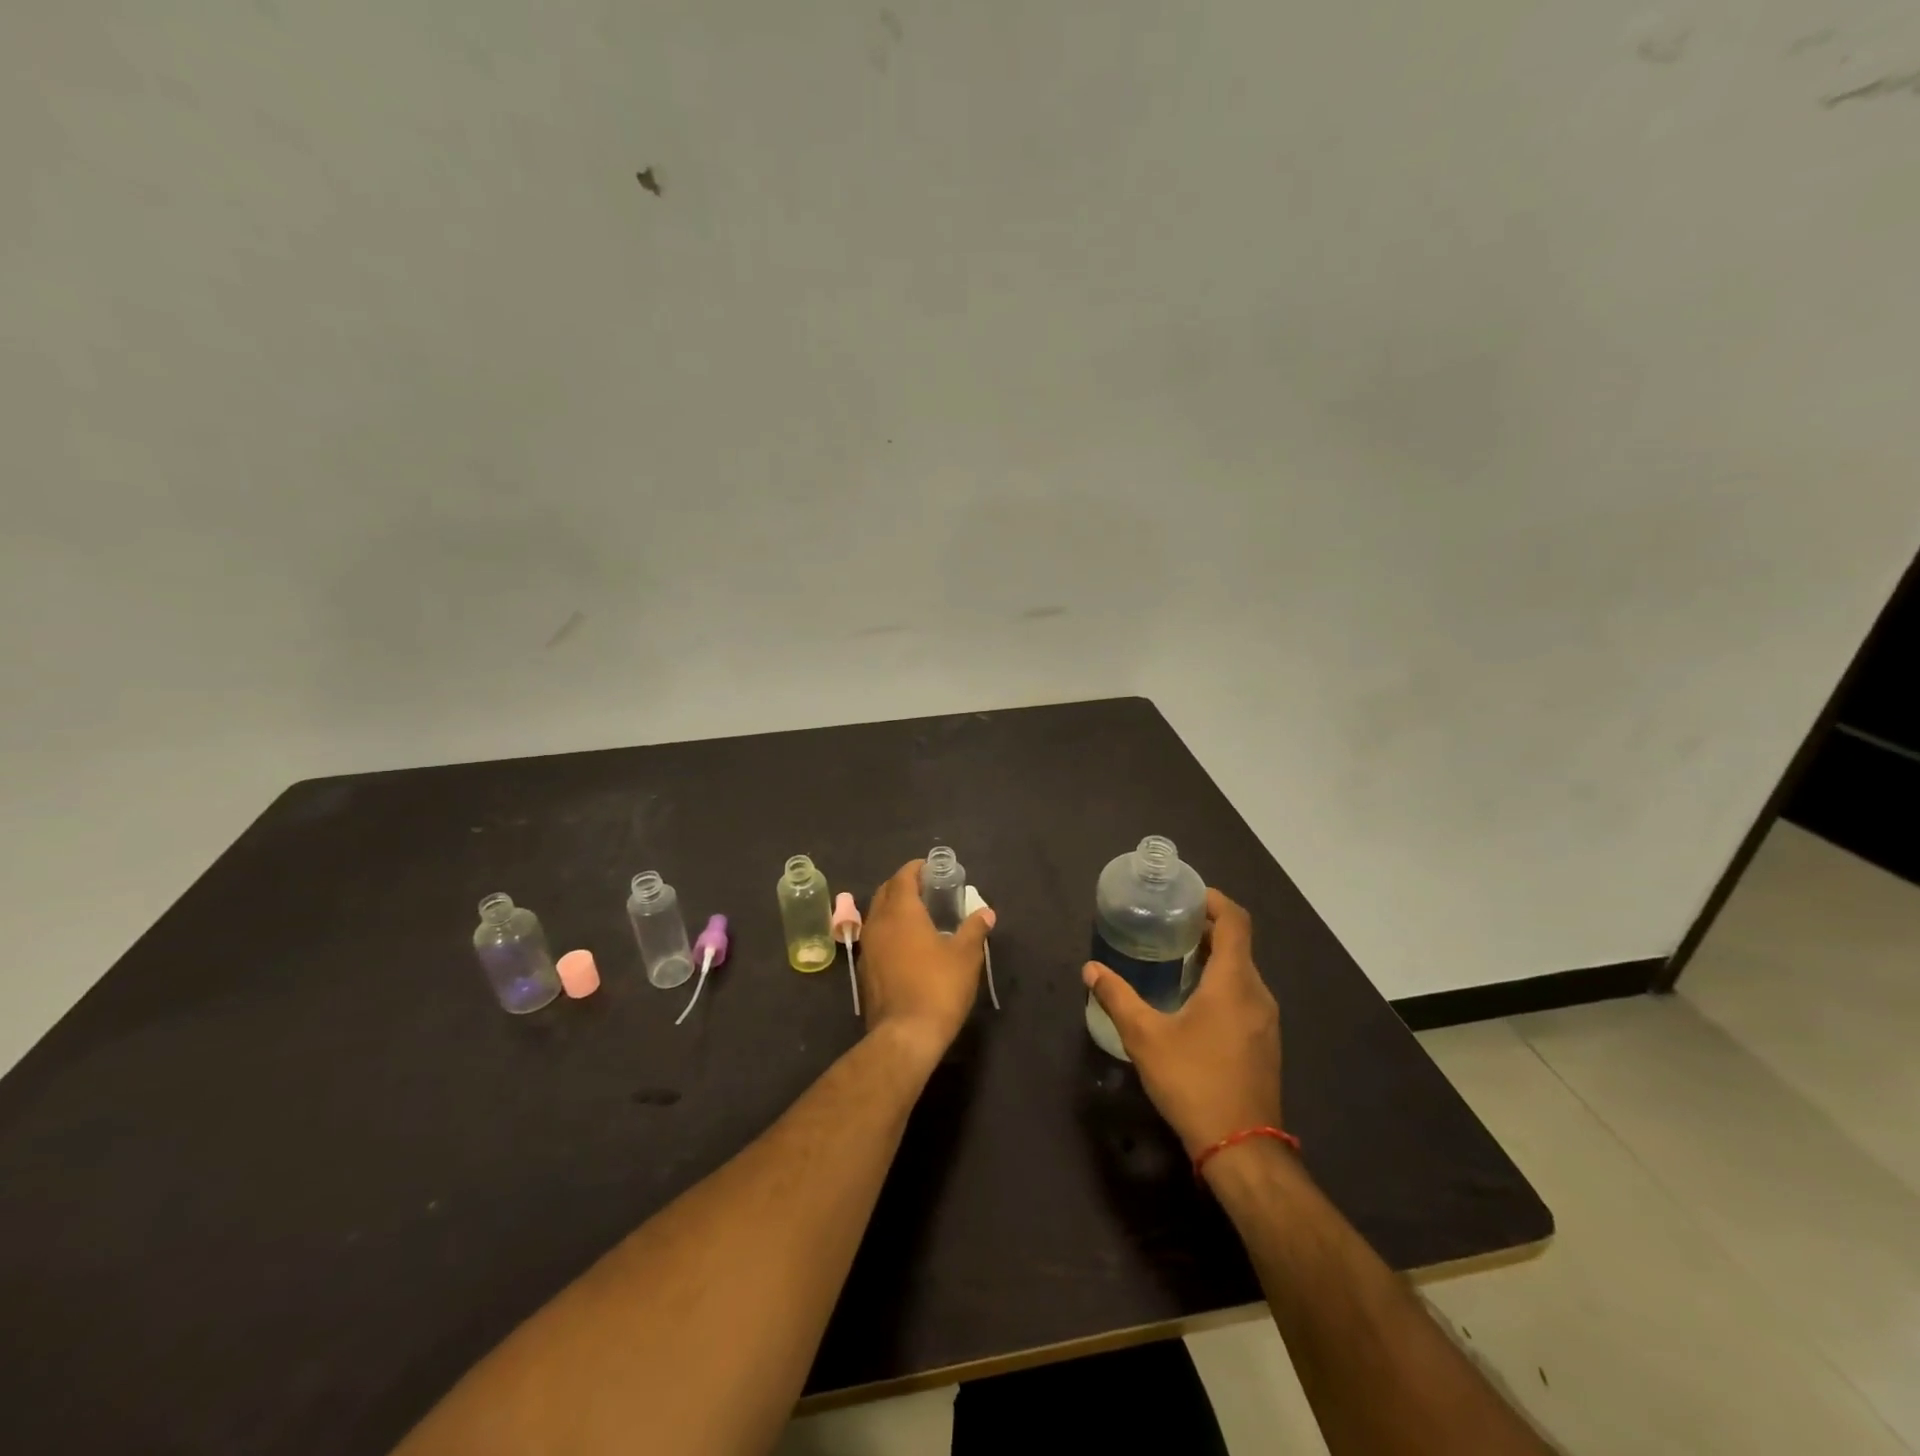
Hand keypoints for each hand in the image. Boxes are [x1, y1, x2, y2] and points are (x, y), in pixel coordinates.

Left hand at [859, 860, 993, 1064]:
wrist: (905, 1035)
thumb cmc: (938, 987)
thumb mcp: (966, 956)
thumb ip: (975, 929)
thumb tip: (986, 912)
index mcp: (901, 912)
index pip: (903, 877)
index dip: (916, 869)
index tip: (931, 868)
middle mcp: (878, 923)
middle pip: (885, 892)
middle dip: (903, 884)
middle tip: (926, 889)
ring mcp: (867, 947)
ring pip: (877, 915)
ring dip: (894, 908)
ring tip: (918, 915)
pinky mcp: (865, 970)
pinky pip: (875, 937)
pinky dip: (889, 930)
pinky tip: (907, 944)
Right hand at [1082, 888, 1280, 1157]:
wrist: (1242, 1148)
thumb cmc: (1193, 1082)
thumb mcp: (1145, 1037)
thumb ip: (1117, 997)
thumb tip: (1091, 969)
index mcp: (1233, 982)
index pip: (1236, 922)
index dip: (1216, 901)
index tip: (1188, 896)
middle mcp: (1257, 994)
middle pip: (1239, 945)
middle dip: (1208, 929)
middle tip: (1169, 926)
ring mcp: (1266, 1021)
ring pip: (1243, 972)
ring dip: (1215, 958)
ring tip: (1176, 958)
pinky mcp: (1265, 1043)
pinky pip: (1245, 996)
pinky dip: (1222, 983)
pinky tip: (1192, 1001)